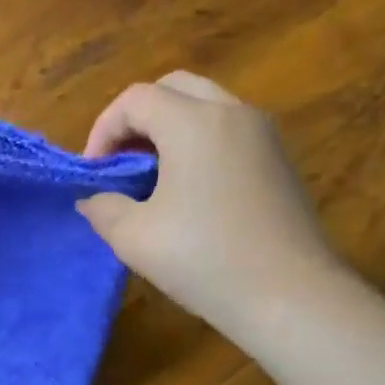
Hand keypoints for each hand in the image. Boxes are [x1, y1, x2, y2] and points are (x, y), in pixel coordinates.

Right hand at [77, 71, 347, 331]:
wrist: (291, 297)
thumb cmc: (204, 259)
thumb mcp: (132, 237)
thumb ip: (102, 207)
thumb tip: (95, 198)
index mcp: (193, 123)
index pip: (135, 99)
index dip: (102, 130)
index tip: (94, 173)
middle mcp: (233, 114)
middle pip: (173, 87)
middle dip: (136, 119)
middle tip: (120, 162)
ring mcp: (263, 134)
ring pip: (205, 105)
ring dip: (168, 128)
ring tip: (149, 176)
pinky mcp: (279, 160)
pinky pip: (228, 129)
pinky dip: (198, 142)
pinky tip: (187, 190)